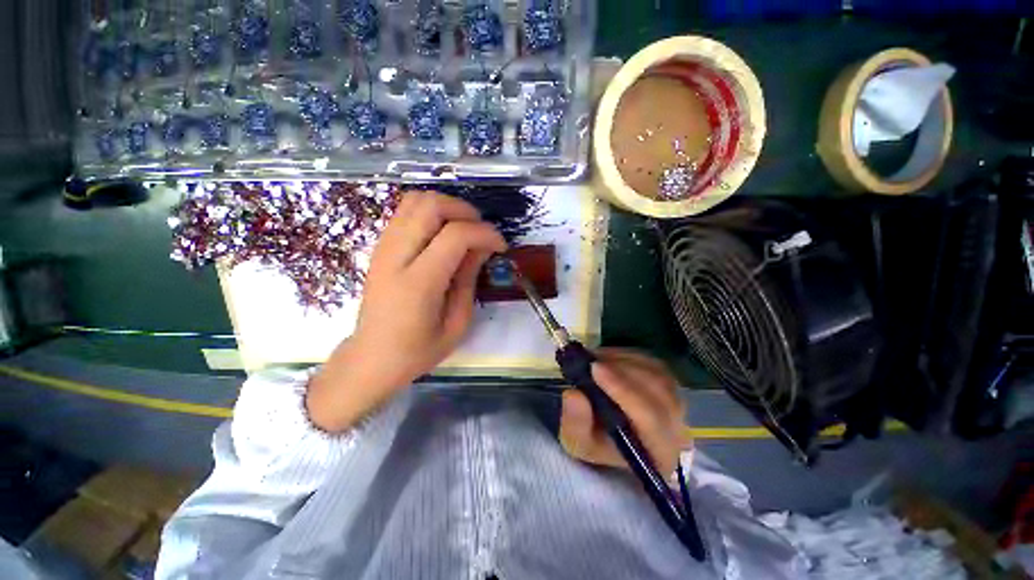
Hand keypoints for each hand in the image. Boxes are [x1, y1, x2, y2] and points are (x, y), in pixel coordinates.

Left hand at [306, 192, 506, 431]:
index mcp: (418, 283)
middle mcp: (396, 256)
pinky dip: (430, 214)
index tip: (500, 246)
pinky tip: (443, 235)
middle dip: (465, 210)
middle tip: (482, 231)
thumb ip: (469, 279)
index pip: (455, 235)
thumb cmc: (418, 350)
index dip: (485, 233)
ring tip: (464, 229)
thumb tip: (482, 247)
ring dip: (447, 207)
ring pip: (415, 200)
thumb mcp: (457, 323)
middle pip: (431, 205)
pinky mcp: (380, 247)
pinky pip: (405, 212)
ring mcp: (383, 248)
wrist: (372, 358)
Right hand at [559, 348, 688, 477]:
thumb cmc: (596, 442)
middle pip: (659, 391)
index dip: (623, 391)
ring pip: (656, 372)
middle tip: (590, 361)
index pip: (651, 418)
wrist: (610, 435)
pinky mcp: (668, 381)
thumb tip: (573, 394)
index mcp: (659, 452)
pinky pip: (651, 361)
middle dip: (622, 371)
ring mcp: (676, 400)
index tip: (594, 369)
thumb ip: (576, 423)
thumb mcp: (577, 441)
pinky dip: (626, 356)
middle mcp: (678, 426)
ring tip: (594, 360)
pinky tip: (606, 359)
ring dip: (622, 362)